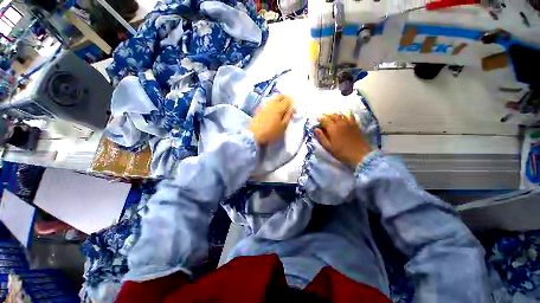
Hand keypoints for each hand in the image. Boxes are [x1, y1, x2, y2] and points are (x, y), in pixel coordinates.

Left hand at [248, 95, 293, 145]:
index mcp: (279, 107)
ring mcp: (264, 105)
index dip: (292, 102)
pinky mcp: (259, 109)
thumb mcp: (283, 126)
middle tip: (288, 105)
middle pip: (280, 96)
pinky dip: (272, 104)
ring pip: (273, 99)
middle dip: (285, 98)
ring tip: (280, 108)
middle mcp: (272, 103)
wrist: (254, 135)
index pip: (288, 99)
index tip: (293, 107)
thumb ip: (288, 116)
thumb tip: (292, 107)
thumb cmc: (271, 132)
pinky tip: (272, 111)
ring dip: (278, 101)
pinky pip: (268, 103)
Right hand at [314, 113, 371, 167]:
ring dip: (334, 113)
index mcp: (333, 129)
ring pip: (340, 114)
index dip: (319, 118)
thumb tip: (315, 129)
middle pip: (332, 114)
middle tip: (322, 116)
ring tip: (331, 115)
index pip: (324, 119)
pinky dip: (345, 113)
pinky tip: (344, 114)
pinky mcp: (355, 125)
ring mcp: (349, 123)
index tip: (316, 118)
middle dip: (326, 114)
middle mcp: (341, 123)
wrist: (360, 155)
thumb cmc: (342, 152)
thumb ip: (321, 137)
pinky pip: (350, 115)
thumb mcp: (328, 147)